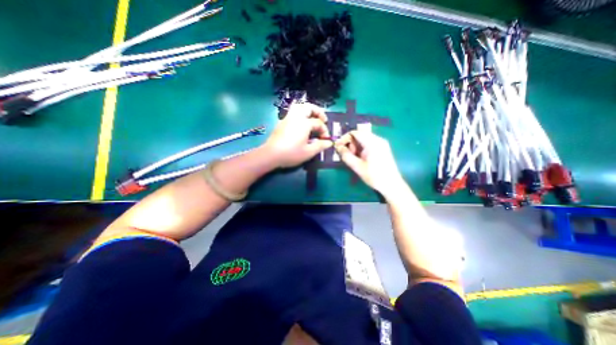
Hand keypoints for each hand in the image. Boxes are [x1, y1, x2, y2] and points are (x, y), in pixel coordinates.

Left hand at [263, 102, 334, 167]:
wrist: (271, 154)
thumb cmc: (291, 153)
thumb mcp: (308, 152)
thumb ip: (320, 146)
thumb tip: (329, 142)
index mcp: (304, 123)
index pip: (318, 123)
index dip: (324, 130)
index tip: (326, 139)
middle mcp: (296, 117)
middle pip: (309, 107)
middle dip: (318, 112)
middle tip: (323, 120)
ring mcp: (287, 118)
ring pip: (299, 107)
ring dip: (308, 110)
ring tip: (312, 118)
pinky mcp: (282, 122)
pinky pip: (292, 112)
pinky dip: (300, 114)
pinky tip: (301, 125)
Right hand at [337, 130, 404, 196]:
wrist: (392, 185)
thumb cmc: (374, 176)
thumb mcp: (357, 167)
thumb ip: (346, 155)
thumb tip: (338, 147)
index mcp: (373, 143)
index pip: (355, 133)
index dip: (344, 138)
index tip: (338, 146)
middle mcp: (378, 139)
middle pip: (359, 134)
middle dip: (350, 143)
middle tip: (348, 154)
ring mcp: (381, 143)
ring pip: (363, 139)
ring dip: (355, 146)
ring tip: (354, 158)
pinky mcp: (382, 148)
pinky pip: (368, 143)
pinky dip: (361, 148)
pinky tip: (361, 158)